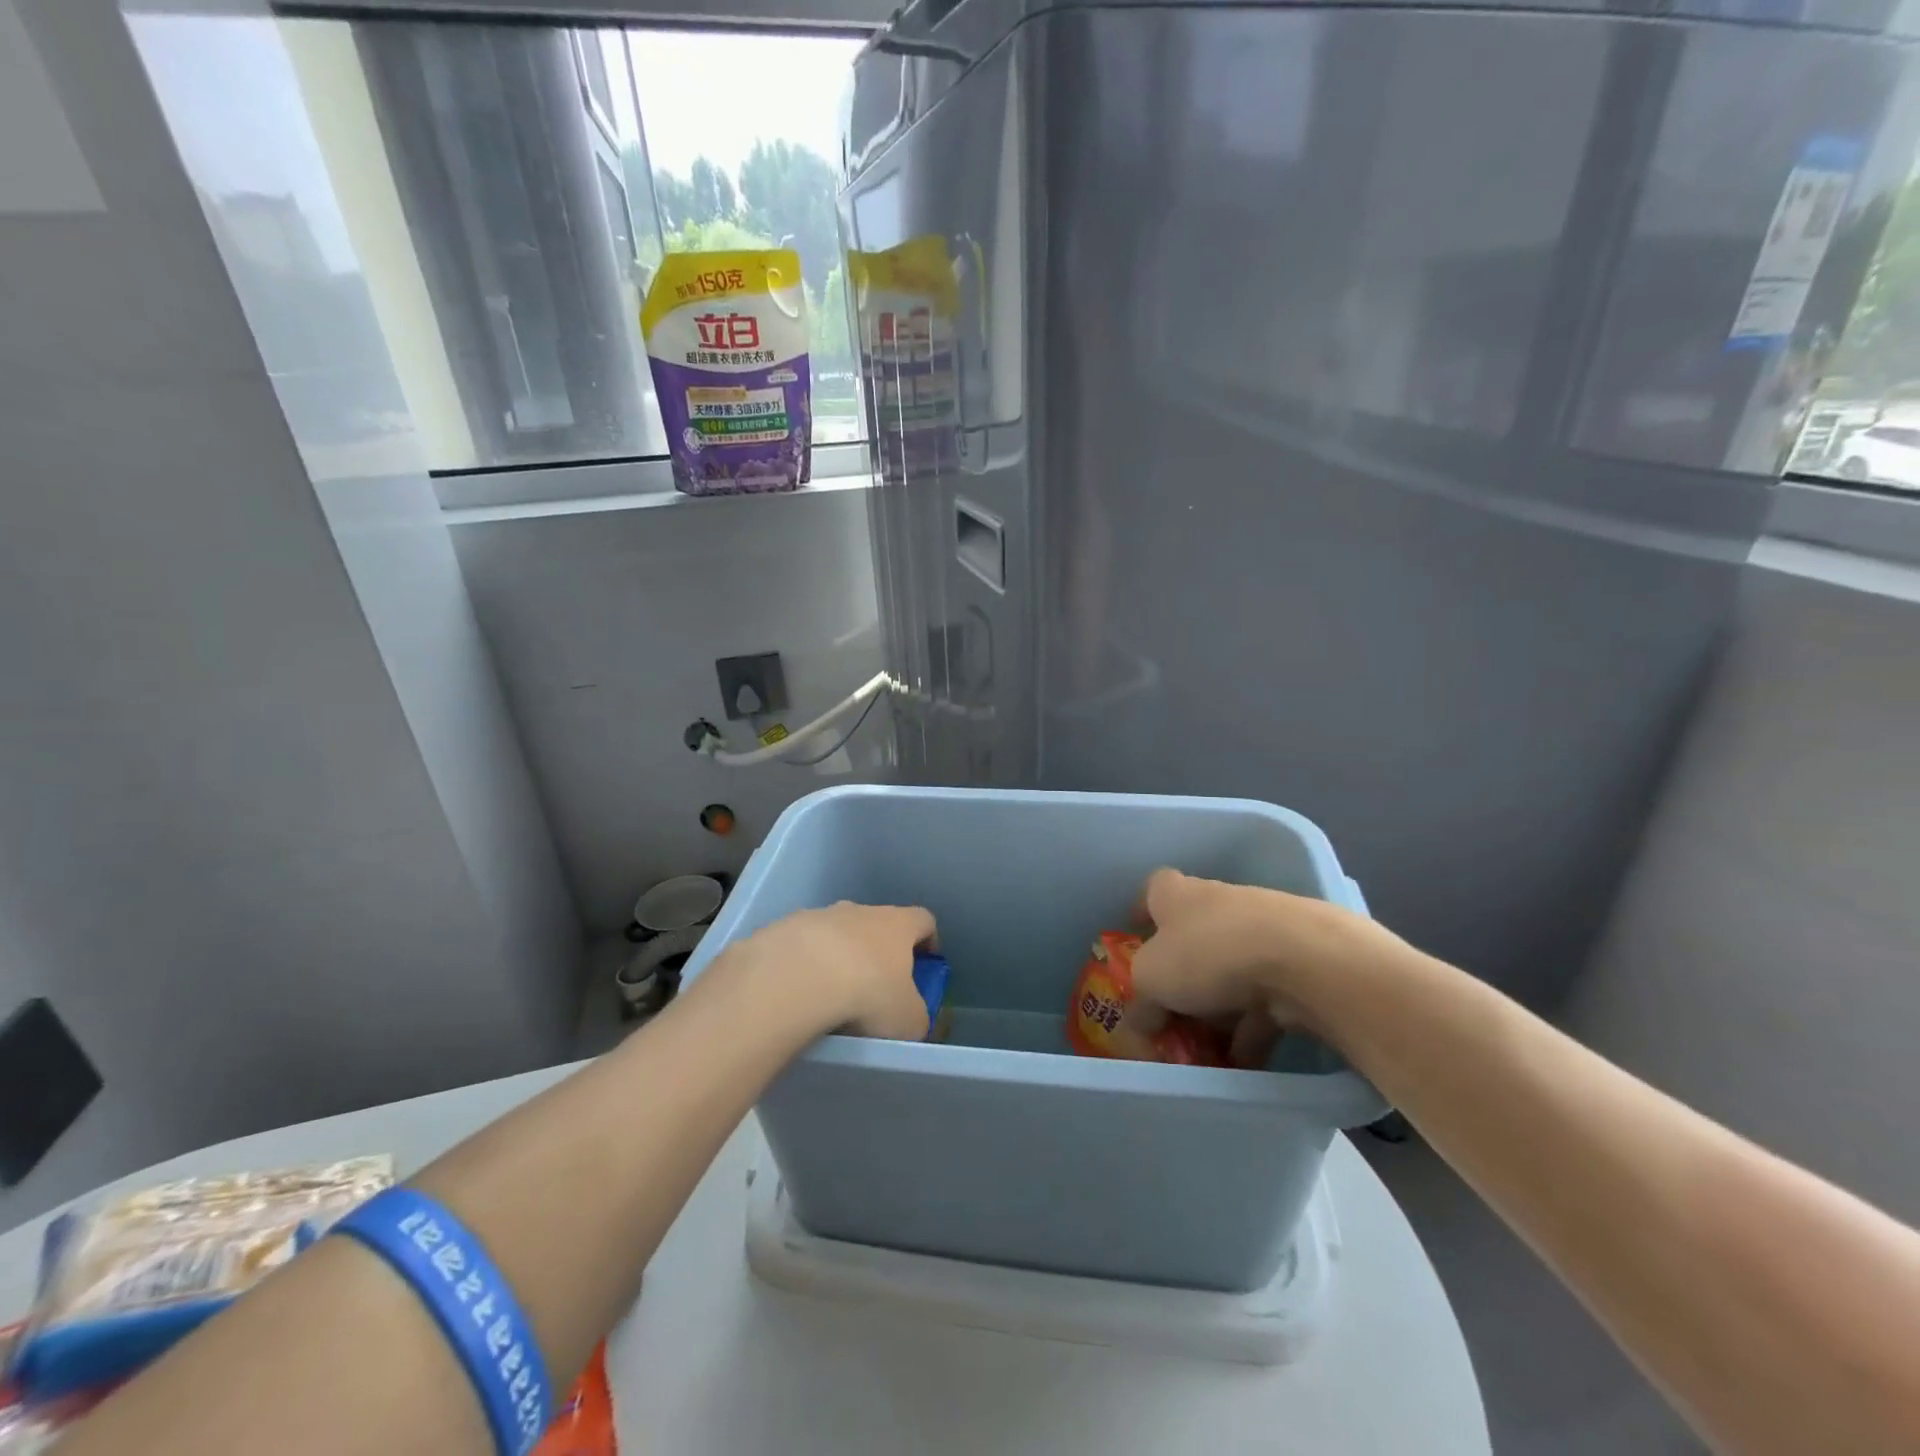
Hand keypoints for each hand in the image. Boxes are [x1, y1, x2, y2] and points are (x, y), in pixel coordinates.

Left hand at [741, 902, 937, 1041]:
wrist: (795, 978)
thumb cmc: (867, 993)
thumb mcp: (907, 1020)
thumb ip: (917, 1016)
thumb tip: (914, 1018)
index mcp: (897, 924)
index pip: (923, 920)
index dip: (928, 941)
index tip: (926, 964)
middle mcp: (860, 911)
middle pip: (877, 924)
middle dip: (878, 951)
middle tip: (875, 988)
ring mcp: (818, 916)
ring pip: (835, 934)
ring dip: (837, 957)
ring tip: (830, 996)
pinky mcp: (782, 929)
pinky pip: (800, 947)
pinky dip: (802, 966)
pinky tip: (797, 995)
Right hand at [1130, 869, 1408, 1042]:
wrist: (1303, 960)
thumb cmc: (1207, 954)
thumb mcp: (1152, 981)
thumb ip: (1141, 1002)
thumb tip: (1139, 1023)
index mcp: (1177, 895)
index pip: (1153, 889)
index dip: (1142, 911)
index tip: (1136, 936)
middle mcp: (1219, 903)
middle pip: (1193, 935)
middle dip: (1182, 976)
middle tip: (1170, 1012)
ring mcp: (1262, 930)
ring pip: (1231, 970)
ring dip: (1220, 1008)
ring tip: (1209, 1050)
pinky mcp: (1298, 961)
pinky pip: (1266, 997)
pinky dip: (1254, 1027)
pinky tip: (1246, 1060)